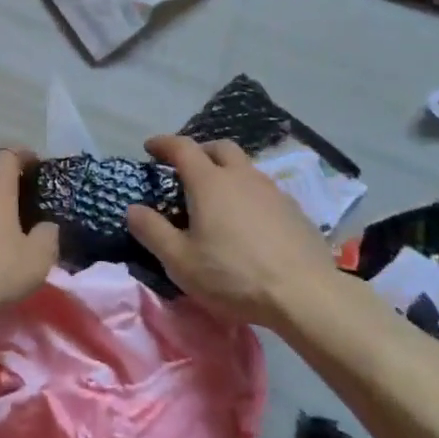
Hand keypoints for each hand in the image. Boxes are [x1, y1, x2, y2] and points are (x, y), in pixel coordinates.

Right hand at [126, 134, 333, 328]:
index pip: (182, 148)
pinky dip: (249, 194)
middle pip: (219, 147)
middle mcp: (241, 176)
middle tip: (188, 169)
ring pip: (245, 167)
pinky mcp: (294, 209)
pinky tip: (249, 221)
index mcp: (210, 182)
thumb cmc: (234, 276)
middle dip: (200, 151)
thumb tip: (133, 208)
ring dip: (227, 172)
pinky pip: (265, 190)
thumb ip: (153, 231)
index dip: (163, 143)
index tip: (150, 147)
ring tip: (219, 198)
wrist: (305, 294)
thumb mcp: (181, 261)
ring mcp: (272, 190)